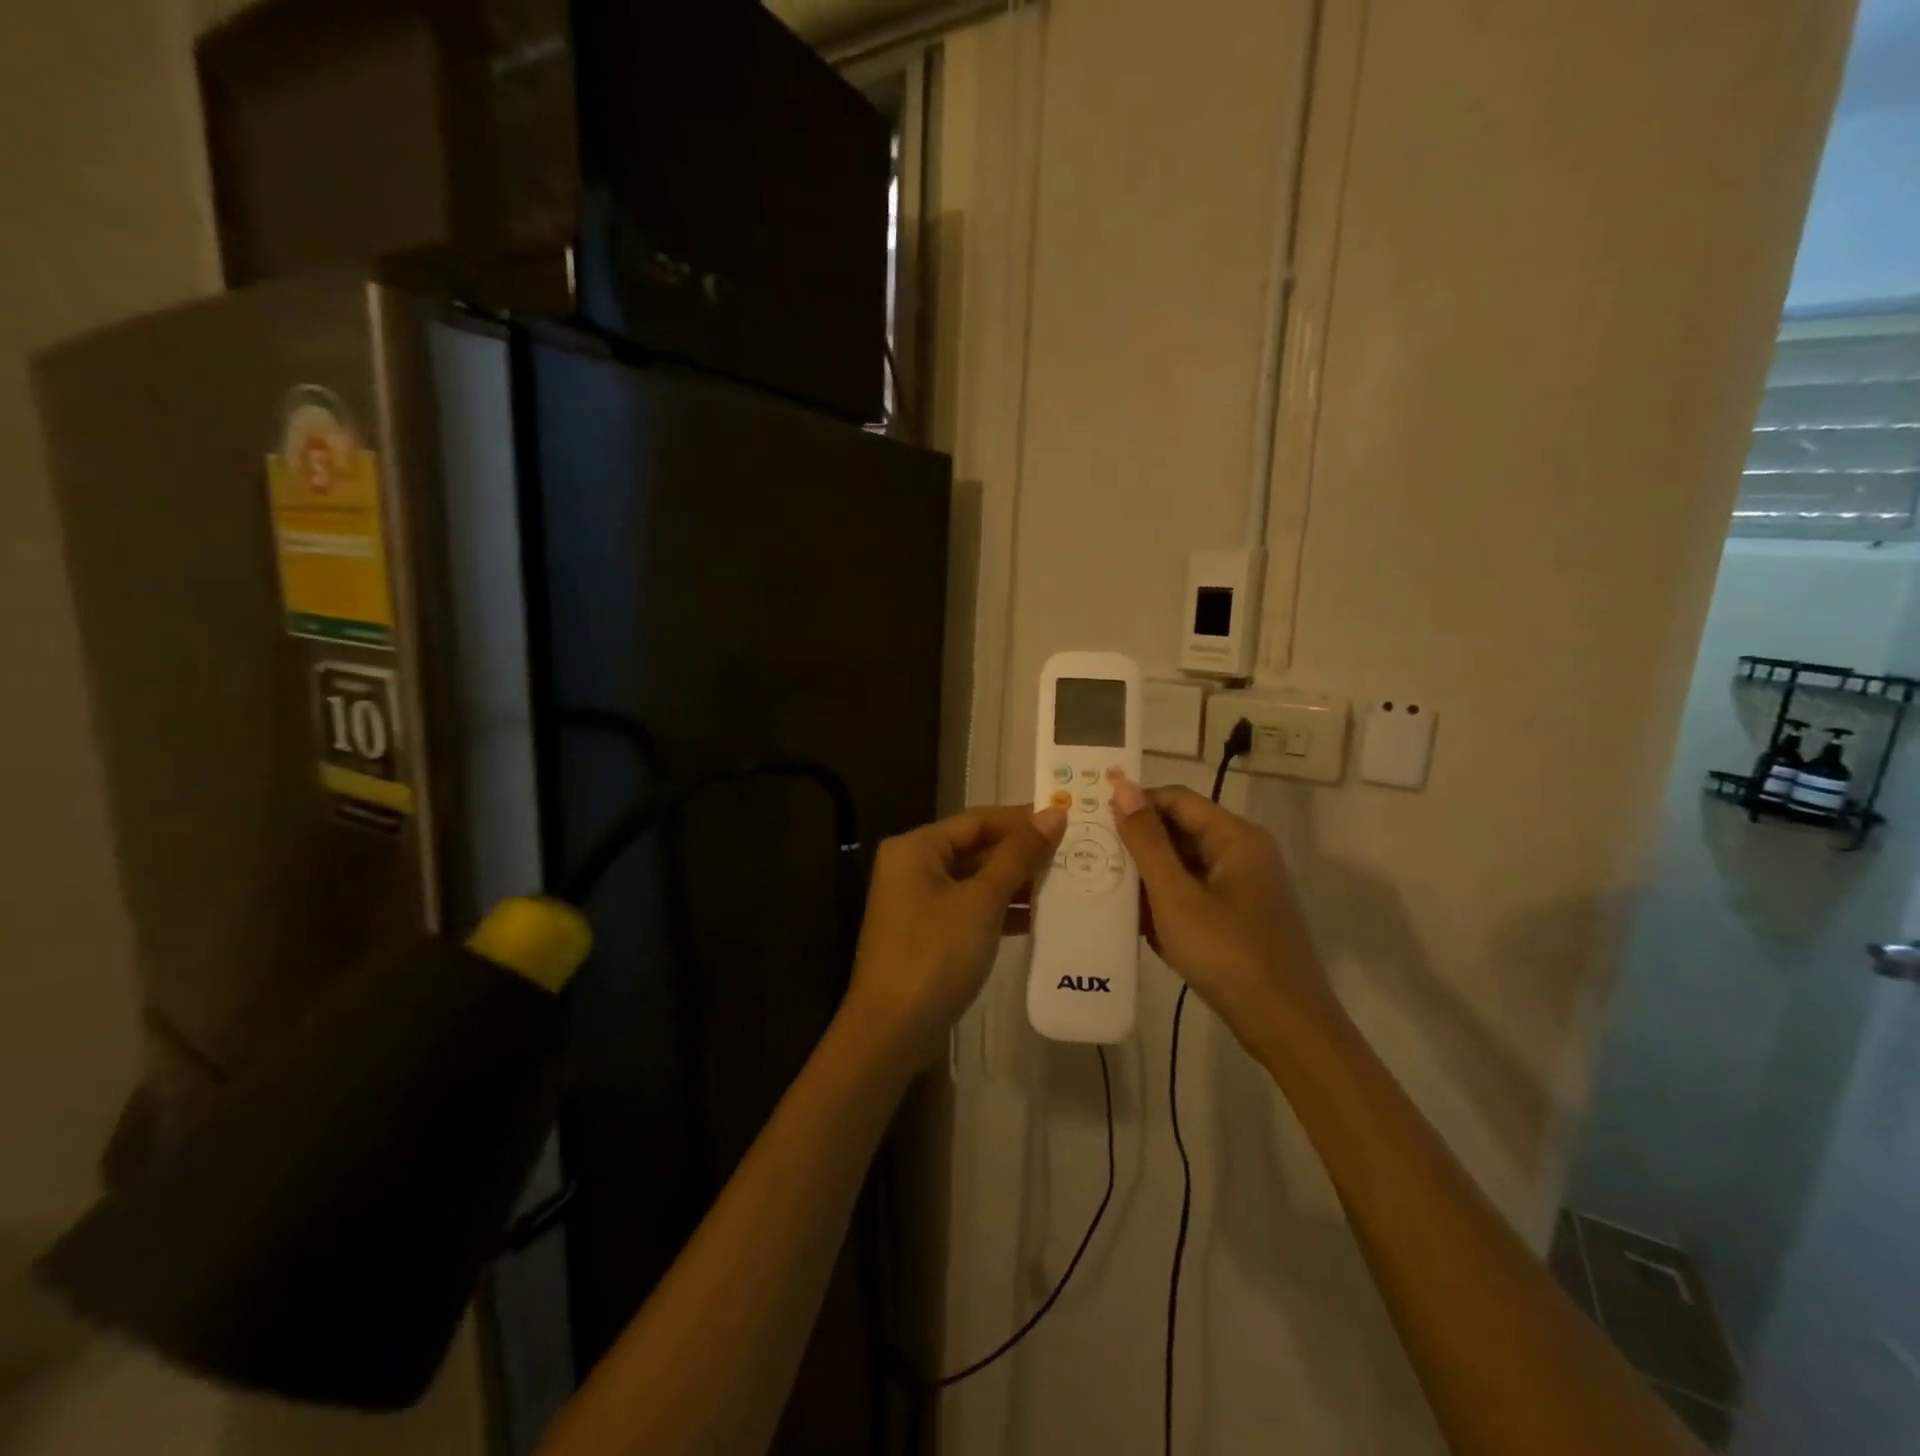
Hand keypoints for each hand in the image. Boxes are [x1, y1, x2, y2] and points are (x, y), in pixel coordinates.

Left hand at [841, 804, 1066, 1066]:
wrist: (892, 1031)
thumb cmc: (935, 954)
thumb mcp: (981, 901)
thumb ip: (1018, 856)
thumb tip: (1052, 815)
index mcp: (916, 847)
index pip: (977, 820)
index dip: (1022, 819)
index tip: (1066, 819)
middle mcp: (913, 866)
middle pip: (976, 848)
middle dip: (1022, 852)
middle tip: (1073, 851)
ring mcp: (919, 902)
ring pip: (976, 880)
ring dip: (1016, 882)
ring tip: (1067, 881)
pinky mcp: (929, 933)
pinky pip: (971, 908)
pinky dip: (1001, 910)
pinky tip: (1041, 917)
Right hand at [1108, 778, 1336, 1042]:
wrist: (1284, 1026)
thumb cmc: (1227, 953)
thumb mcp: (1176, 896)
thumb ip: (1146, 840)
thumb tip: (1122, 787)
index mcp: (1235, 837)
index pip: (1176, 799)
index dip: (1135, 803)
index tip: (1093, 820)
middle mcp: (1244, 851)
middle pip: (1181, 829)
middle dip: (1138, 842)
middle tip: (1092, 855)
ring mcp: (1244, 885)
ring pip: (1185, 863)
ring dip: (1149, 875)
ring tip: (1105, 885)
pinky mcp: (1240, 914)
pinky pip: (1195, 891)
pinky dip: (1167, 899)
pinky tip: (1137, 919)